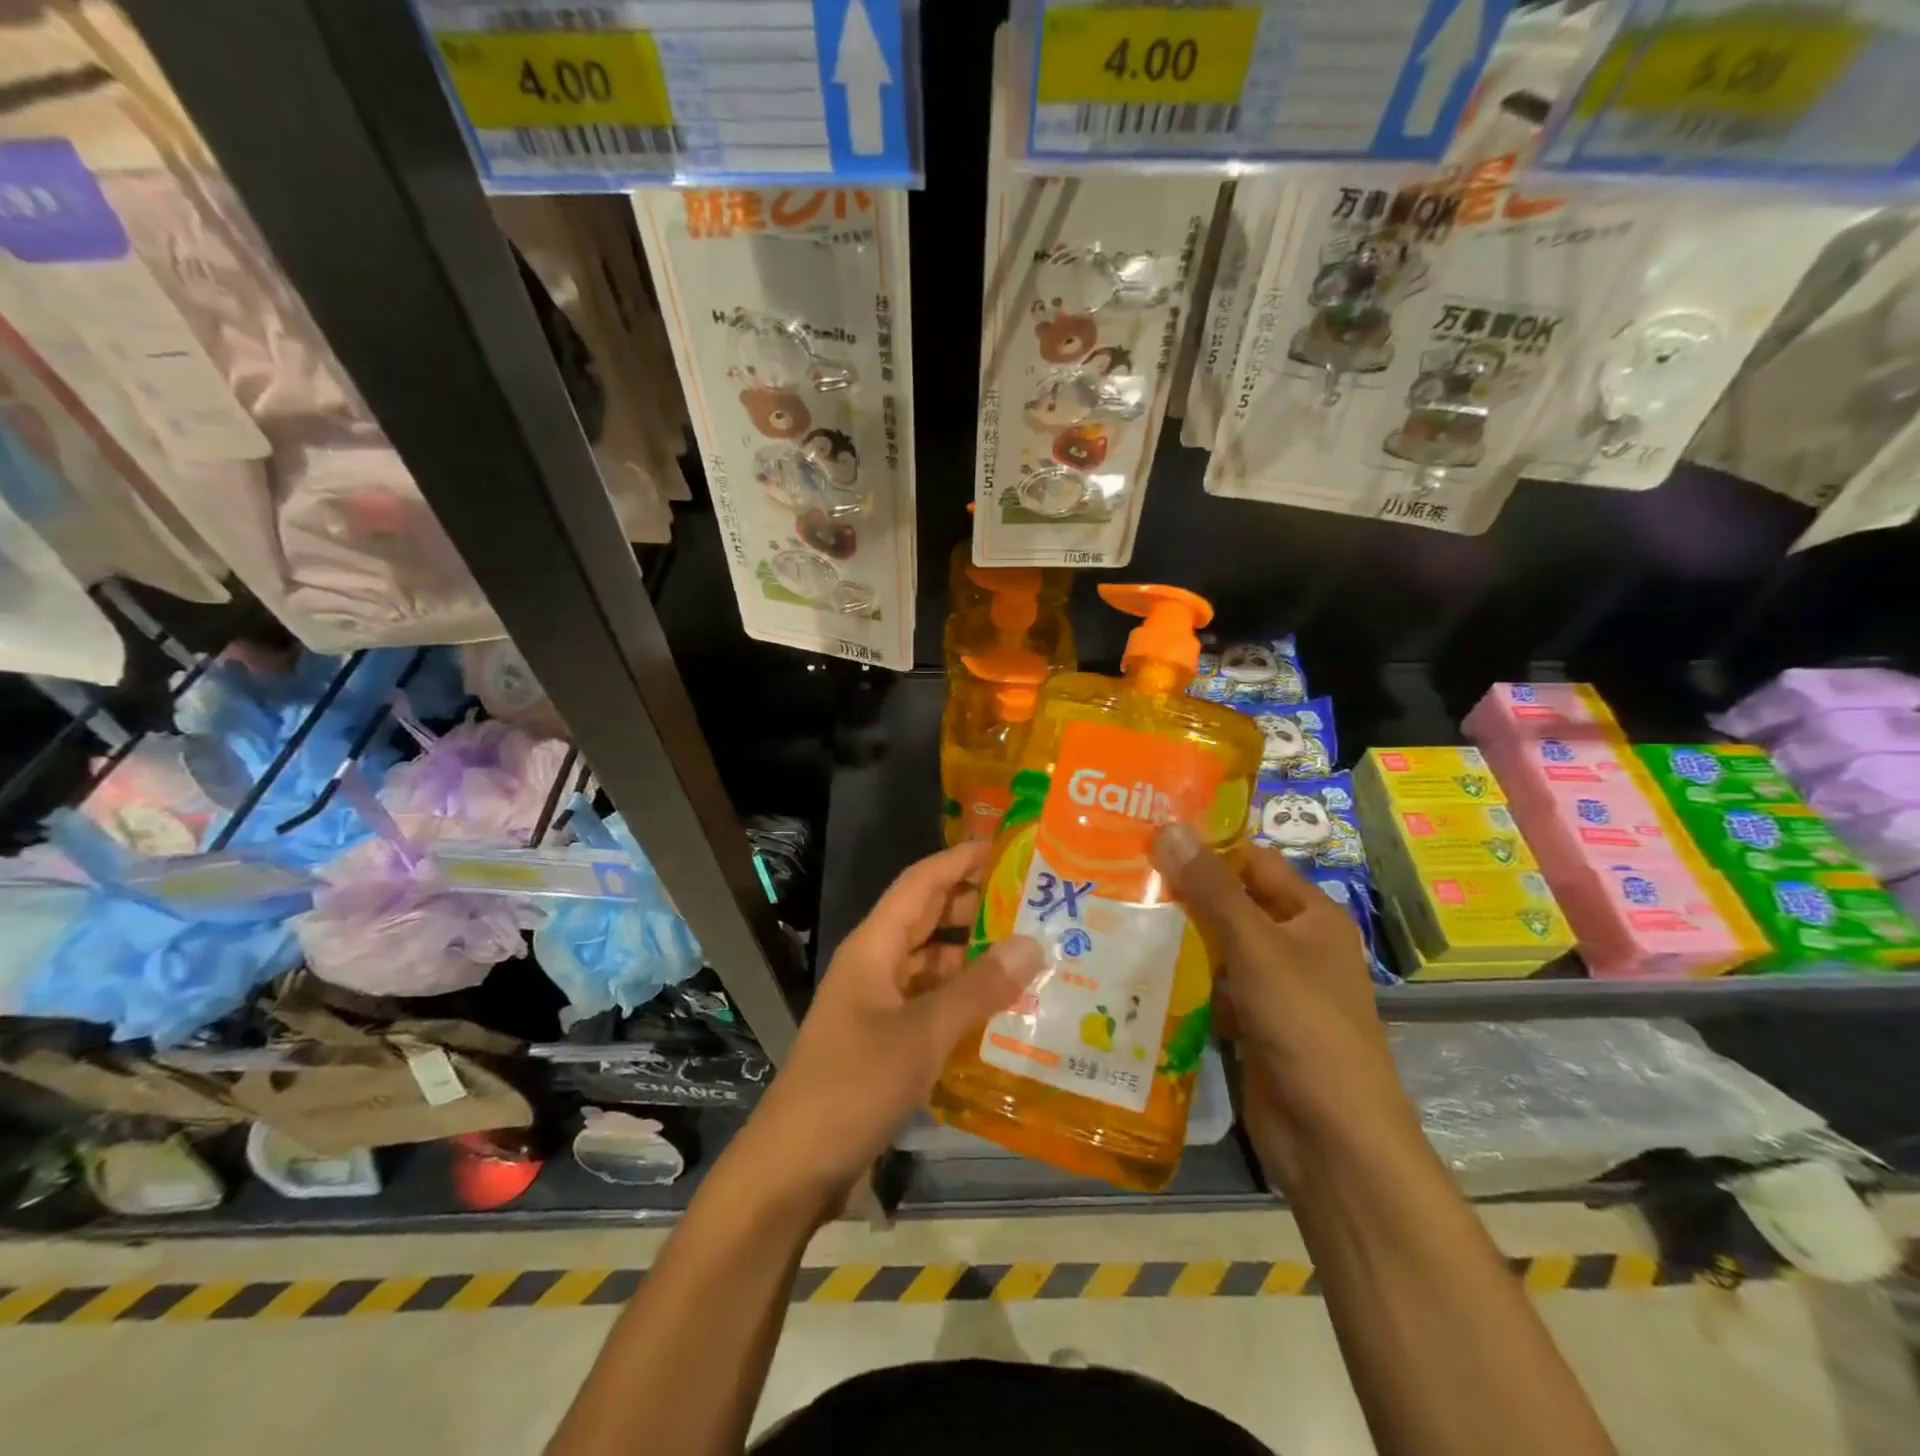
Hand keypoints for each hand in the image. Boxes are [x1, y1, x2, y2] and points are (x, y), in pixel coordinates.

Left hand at [739, 840, 1042, 1216]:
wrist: (794, 1166)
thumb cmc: (853, 1085)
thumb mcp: (921, 1034)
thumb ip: (978, 989)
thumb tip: (1032, 943)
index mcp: (874, 946)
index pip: (921, 882)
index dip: (960, 859)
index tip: (1006, 847)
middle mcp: (876, 965)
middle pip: (927, 918)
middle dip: (974, 904)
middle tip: (1033, 902)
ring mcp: (879, 1004)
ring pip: (932, 963)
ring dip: (973, 956)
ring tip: (1030, 952)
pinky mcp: (885, 1041)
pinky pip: (931, 1003)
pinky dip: (963, 998)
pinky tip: (1003, 1009)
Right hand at [1150, 824, 1415, 1184]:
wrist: (1333, 1139)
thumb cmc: (1305, 1025)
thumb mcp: (1256, 946)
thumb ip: (1212, 889)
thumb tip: (1169, 827)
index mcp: (1311, 916)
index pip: (1253, 861)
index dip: (1206, 846)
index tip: (1148, 834)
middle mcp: (1295, 945)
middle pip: (1231, 904)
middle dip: (1181, 892)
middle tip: (1119, 871)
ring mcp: (1273, 989)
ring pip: (1216, 949)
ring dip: (1176, 937)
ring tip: (1114, 912)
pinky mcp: (1252, 1026)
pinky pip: (1211, 990)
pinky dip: (1181, 981)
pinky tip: (1133, 970)